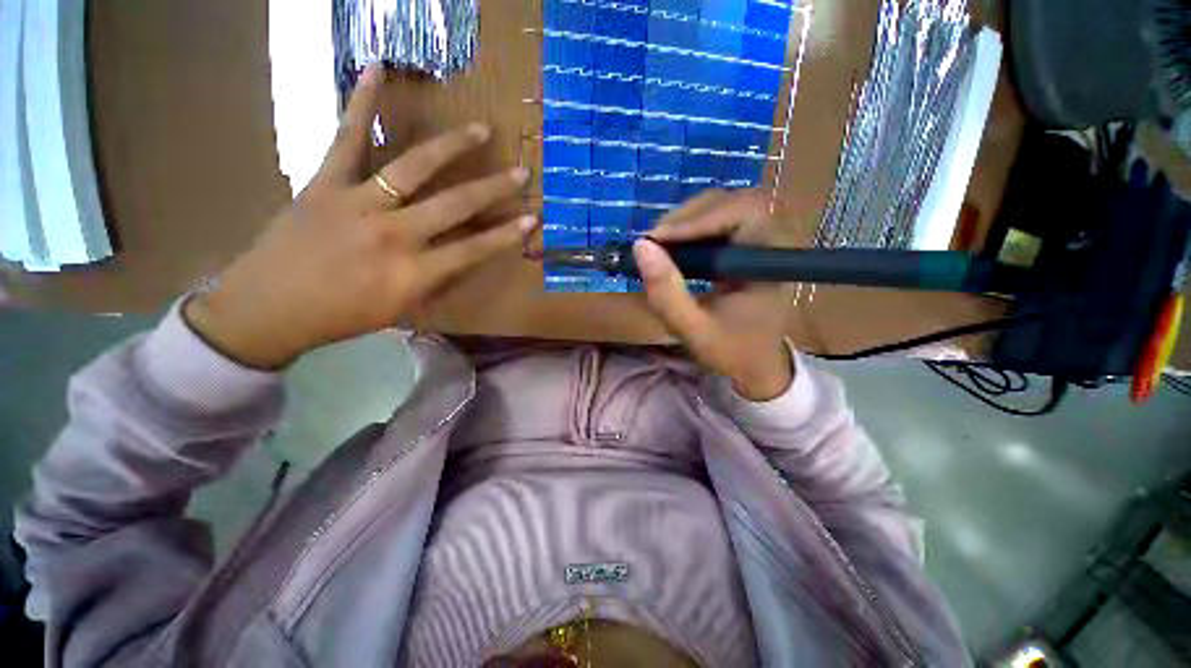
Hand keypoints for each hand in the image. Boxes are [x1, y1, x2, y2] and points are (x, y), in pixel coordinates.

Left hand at [185, 64, 535, 368]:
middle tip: (520, 171)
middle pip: (456, 205)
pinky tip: (378, 70)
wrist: (268, 308)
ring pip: (415, 167)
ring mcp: (359, 203)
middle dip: (494, 188)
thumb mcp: (399, 309)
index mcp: (413, 273)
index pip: (474, 250)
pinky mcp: (326, 182)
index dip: (506, 235)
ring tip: (480, 129)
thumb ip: (433, 281)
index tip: (531, 219)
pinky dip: (362, 103)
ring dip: (453, 146)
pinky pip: (347, 138)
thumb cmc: (341, 316)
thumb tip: (459, 257)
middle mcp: (395, 234)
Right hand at [634, 190, 793, 400]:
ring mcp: (760, 241)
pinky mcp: (746, 246)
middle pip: (733, 201)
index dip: (699, 219)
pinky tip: (673, 247)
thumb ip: (666, 293)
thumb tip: (640, 247)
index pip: (744, 213)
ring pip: (724, 207)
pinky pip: (718, 222)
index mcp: (770, 262)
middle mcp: (772, 242)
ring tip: (659, 245)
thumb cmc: (731, 351)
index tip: (658, 240)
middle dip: (688, 217)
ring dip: (686, 220)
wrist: (755, 365)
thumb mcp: (692, 329)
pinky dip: (690, 230)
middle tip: (654, 242)